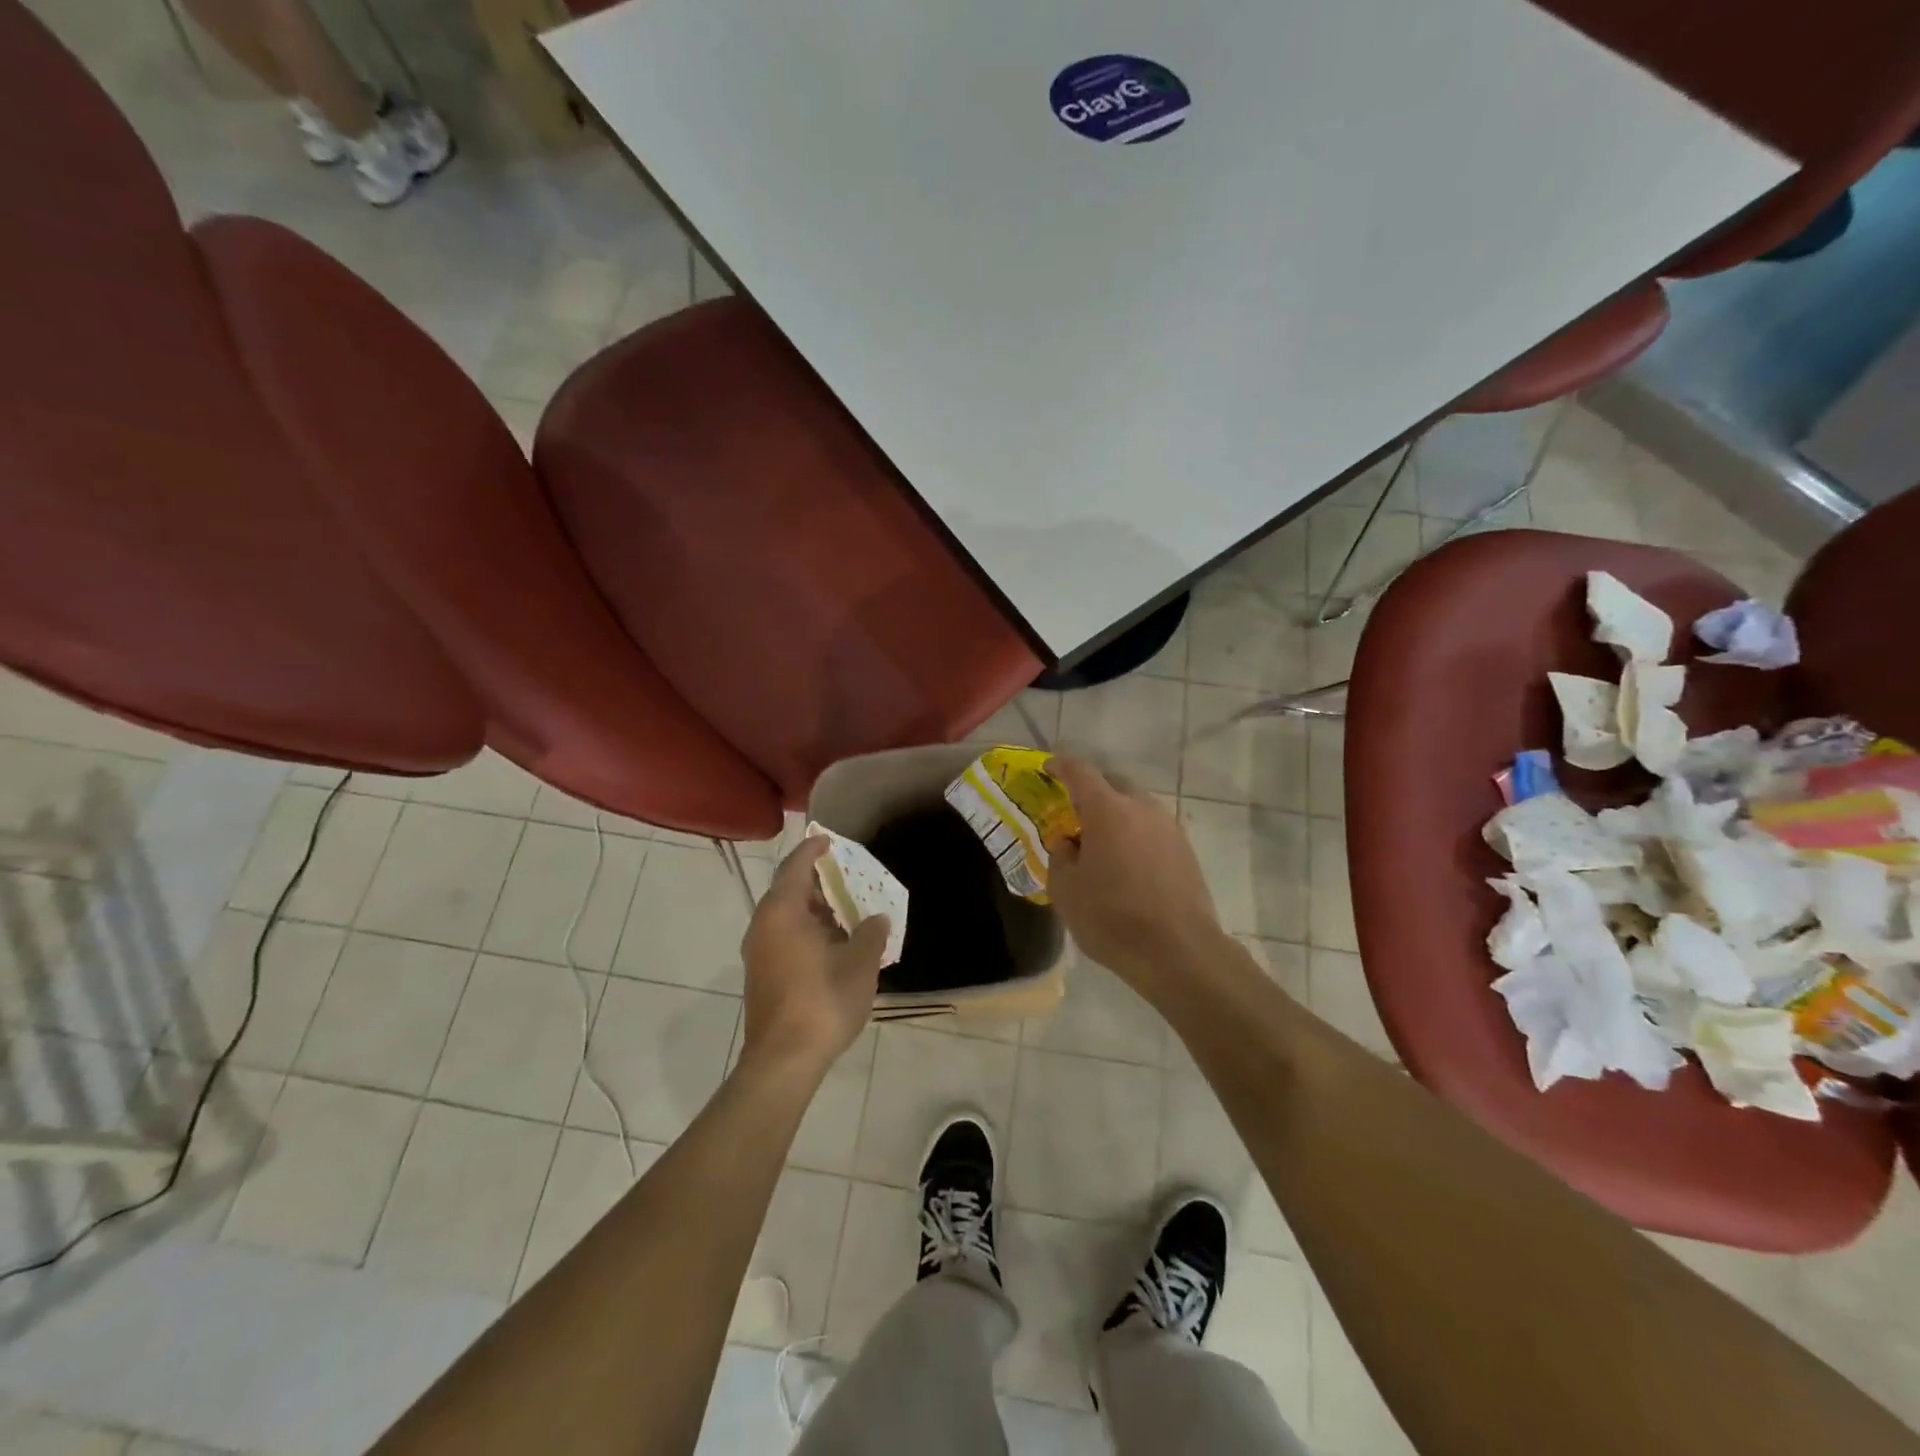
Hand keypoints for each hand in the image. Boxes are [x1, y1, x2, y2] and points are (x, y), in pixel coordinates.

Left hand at [739, 837, 889, 1080]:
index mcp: (783, 912)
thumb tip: (876, 919)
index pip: (795, 867)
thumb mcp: (860, 963)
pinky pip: (784, 937)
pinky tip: (834, 945)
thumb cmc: (823, 1001)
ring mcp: (759, 953)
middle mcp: (764, 926)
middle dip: (818, 882)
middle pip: (789, 891)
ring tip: (847, 912)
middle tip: (847, 878)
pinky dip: (807, 931)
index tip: (828, 840)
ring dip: (814, 910)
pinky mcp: (762, 976)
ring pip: (787, 917)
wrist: (783, 1060)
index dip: (812, 850)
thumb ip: (871, 933)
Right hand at [1045, 756, 1223, 983]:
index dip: (1061, 765)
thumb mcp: (1065, 890)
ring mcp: (1169, 827)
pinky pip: (1152, 829)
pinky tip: (1126, 862)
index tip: (1048, 767)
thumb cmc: (1112, 918)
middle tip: (1073, 812)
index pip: (1080, 772)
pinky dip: (1135, 834)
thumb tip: (1067, 843)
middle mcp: (1142, 808)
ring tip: (1100, 841)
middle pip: (1113, 784)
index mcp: (1108, 809)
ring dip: (1116, 814)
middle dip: (1091, 791)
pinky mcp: (1186, 850)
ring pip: (1136, 806)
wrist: (1179, 952)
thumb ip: (1060, 856)